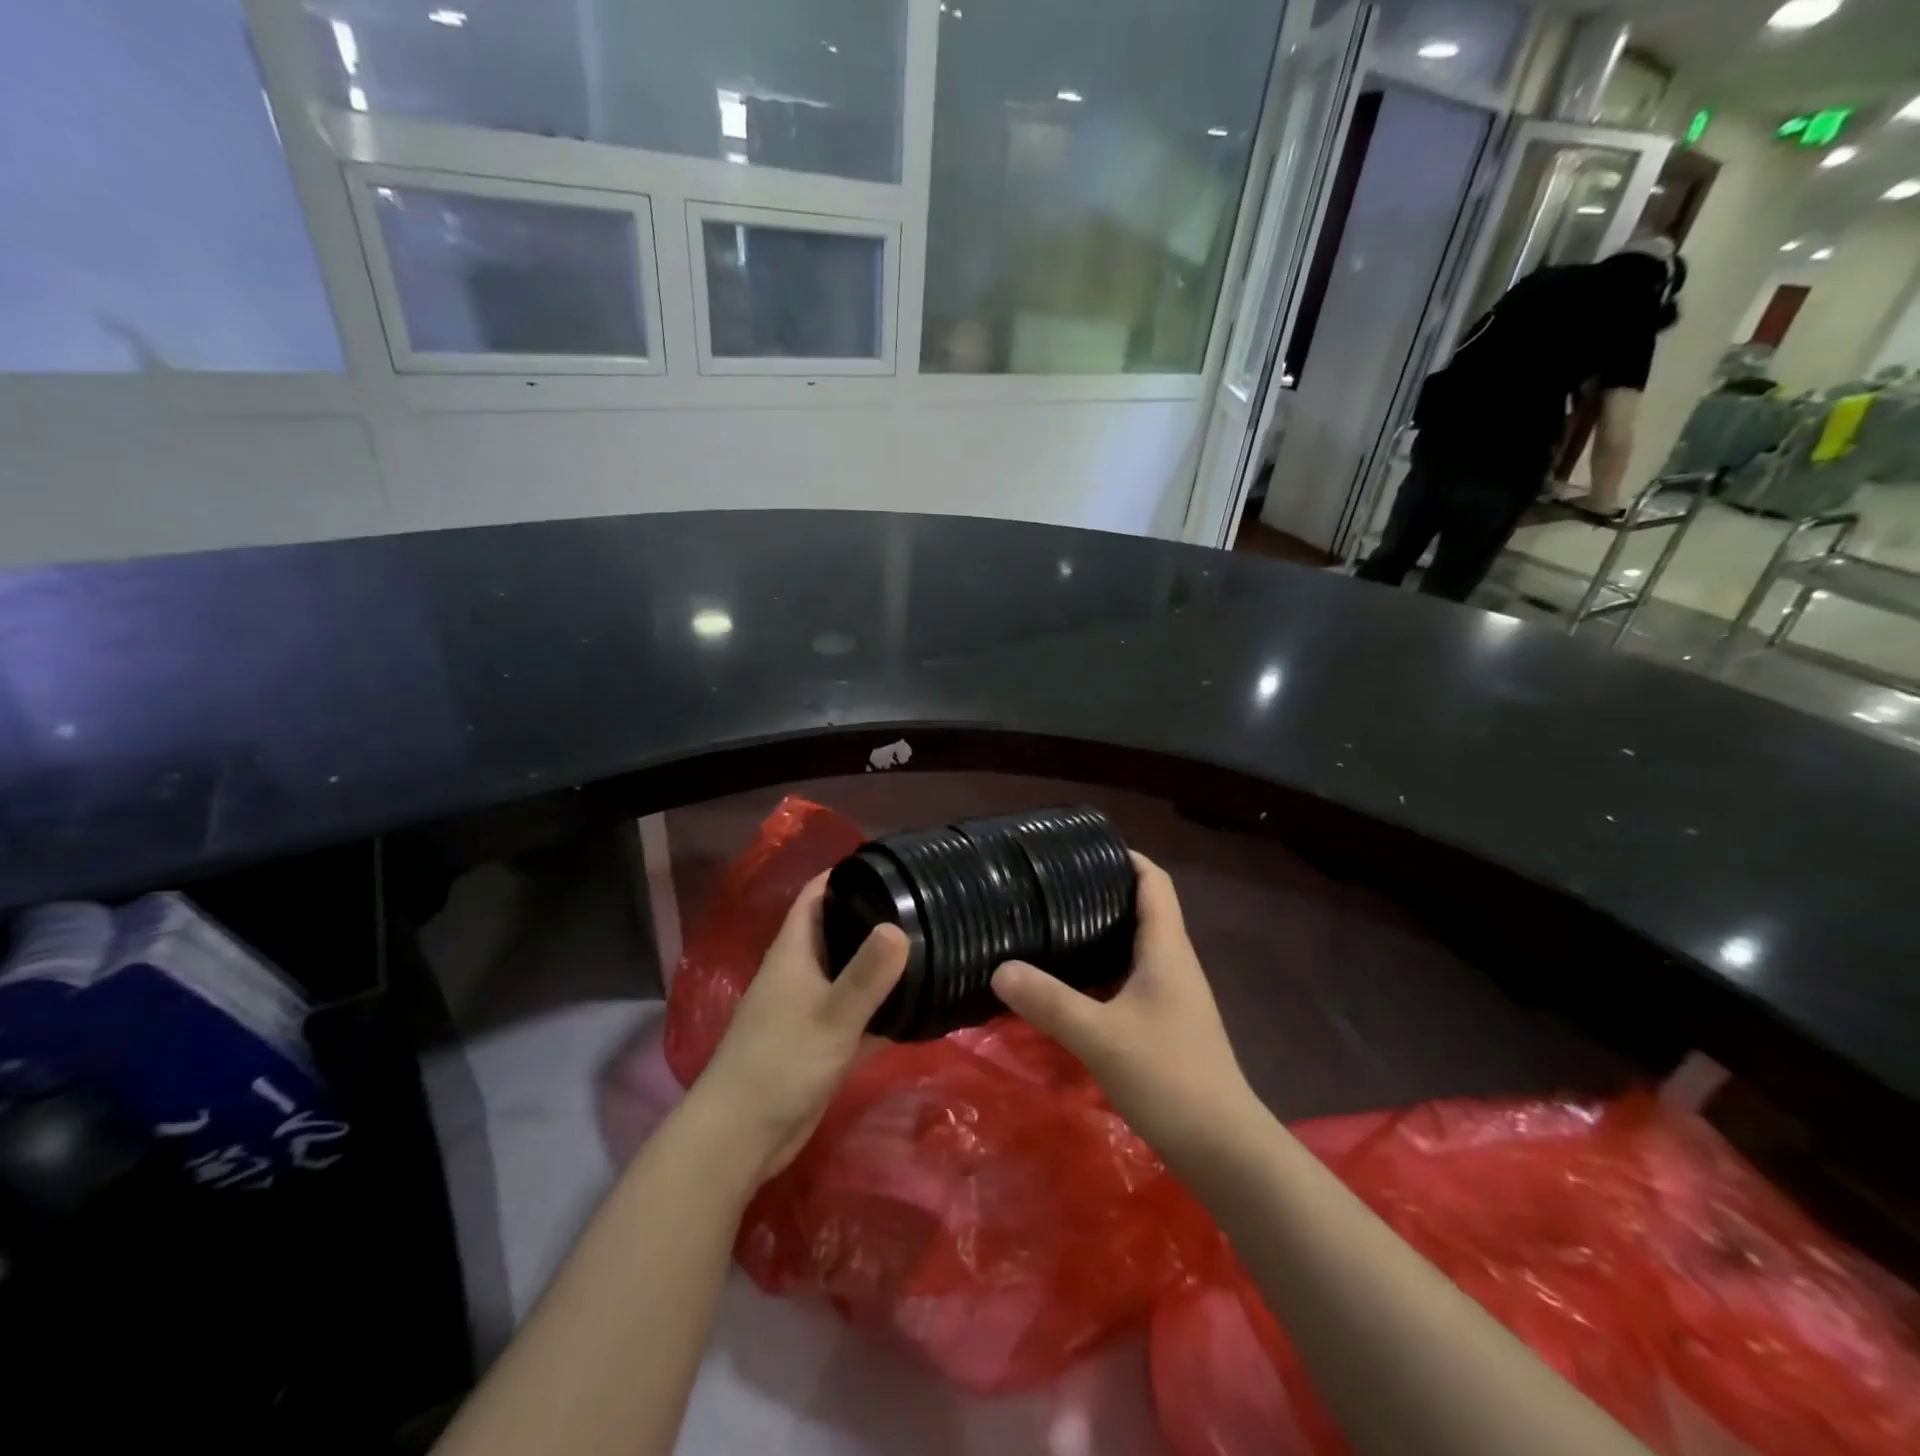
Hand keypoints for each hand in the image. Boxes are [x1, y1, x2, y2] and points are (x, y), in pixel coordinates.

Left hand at [689, 873, 907, 1181]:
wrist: (740, 1138)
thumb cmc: (780, 1064)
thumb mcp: (831, 1016)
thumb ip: (867, 974)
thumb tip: (900, 925)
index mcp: (794, 952)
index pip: (817, 895)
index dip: (846, 874)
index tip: (890, 865)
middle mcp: (800, 972)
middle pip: (838, 931)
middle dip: (874, 916)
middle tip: (924, 906)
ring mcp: (809, 1009)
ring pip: (850, 974)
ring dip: (881, 964)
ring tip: (931, 947)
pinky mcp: (819, 1043)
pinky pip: (857, 1014)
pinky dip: (882, 1009)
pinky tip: (918, 1007)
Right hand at [991, 853, 1260, 1175]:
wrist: (1223, 1149)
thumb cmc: (1169, 1077)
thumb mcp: (1100, 1036)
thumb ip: (1049, 1001)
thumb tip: (1000, 968)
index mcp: (1166, 948)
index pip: (1154, 882)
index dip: (1125, 857)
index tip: (1083, 850)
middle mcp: (1173, 963)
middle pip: (1142, 909)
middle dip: (1101, 892)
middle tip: (1050, 888)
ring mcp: (1172, 995)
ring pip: (1133, 946)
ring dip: (1099, 932)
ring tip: (1051, 926)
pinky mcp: (1165, 1024)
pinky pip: (1129, 978)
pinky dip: (1101, 969)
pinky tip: (1068, 984)